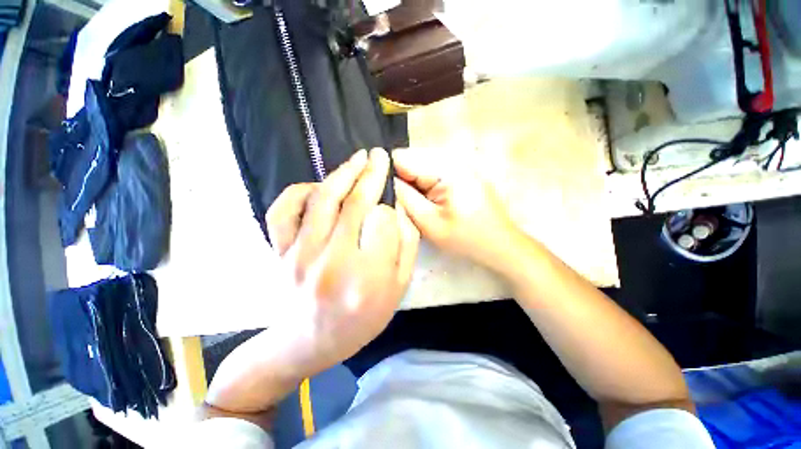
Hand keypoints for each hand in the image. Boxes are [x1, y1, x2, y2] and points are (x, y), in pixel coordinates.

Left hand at [267, 148, 419, 373]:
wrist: (309, 343)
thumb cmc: (362, 320)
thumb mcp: (398, 290)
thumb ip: (405, 248)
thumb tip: (398, 210)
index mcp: (368, 276)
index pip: (384, 221)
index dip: (390, 209)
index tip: (391, 207)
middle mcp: (333, 261)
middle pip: (356, 203)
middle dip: (372, 174)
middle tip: (379, 156)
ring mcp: (300, 254)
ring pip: (323, 199)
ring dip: (343, 173)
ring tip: (358, 159)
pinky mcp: (279, 252)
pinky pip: (283, 211)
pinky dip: (300, 191)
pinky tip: (318, 186)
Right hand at [393, 148, 518, 269]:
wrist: (500, 244)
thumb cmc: (466, 238)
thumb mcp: (430, 222)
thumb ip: (405, 198)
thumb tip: (385, 180)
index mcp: (447, 168)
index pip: (403, 158)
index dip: (387, 172)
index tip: (379, 190)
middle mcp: (453, 158)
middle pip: (412, 160)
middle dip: (401, 179)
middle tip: (396, 201)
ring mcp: (459, 163)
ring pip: (421, 166)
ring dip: (412, 183)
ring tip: (410, 202)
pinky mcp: (461, 171)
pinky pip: (432, 172)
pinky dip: (424, 184)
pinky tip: (424, 200)